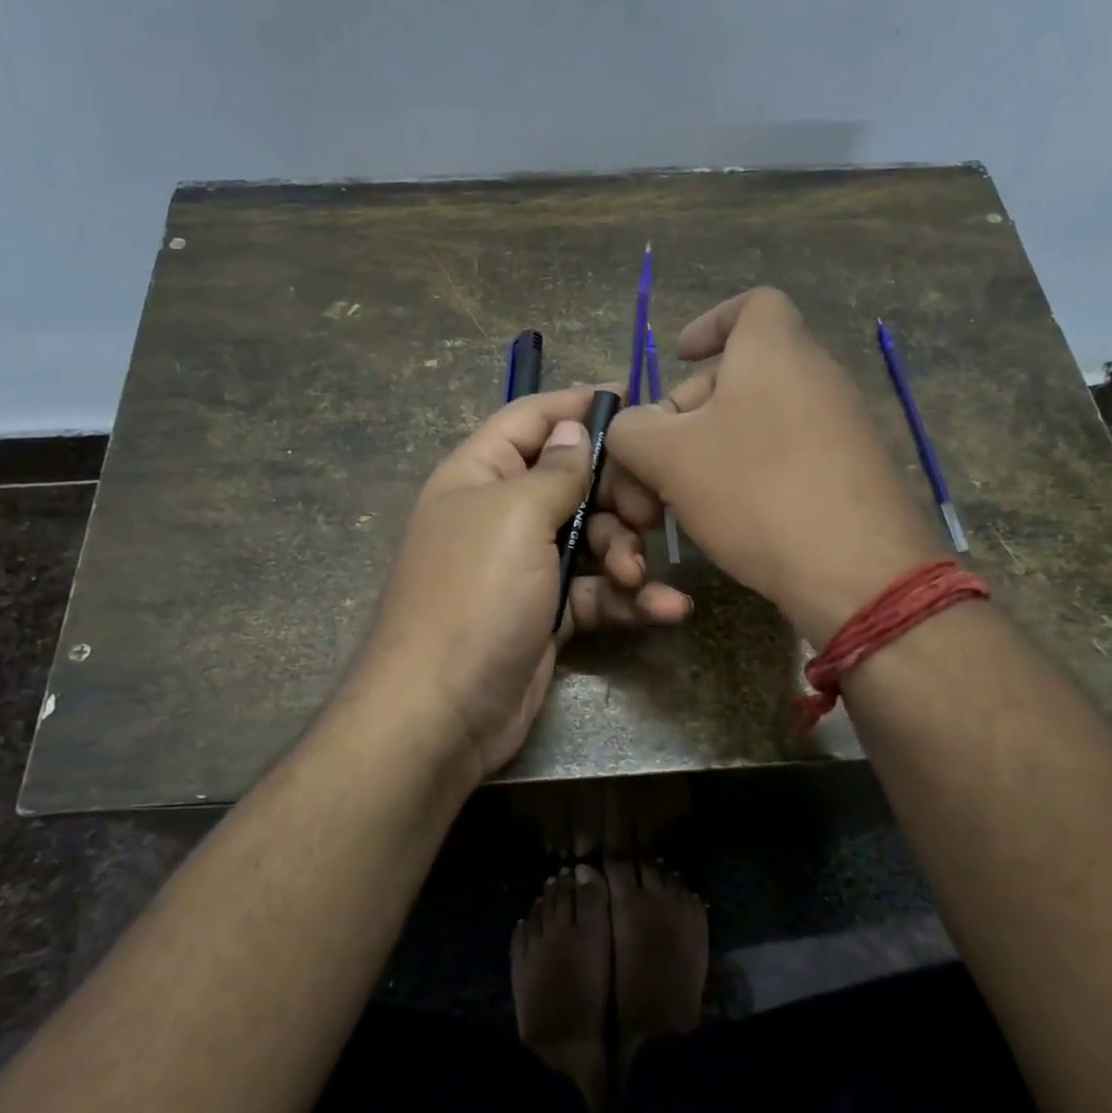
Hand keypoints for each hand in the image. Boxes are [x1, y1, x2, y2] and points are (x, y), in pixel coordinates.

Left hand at [357, 385, 693, 780]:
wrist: (443, 712)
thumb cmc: (475, 596)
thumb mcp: (515, 517)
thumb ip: (555, 469)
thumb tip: (573, 427)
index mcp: (479, 474)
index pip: (532, 419)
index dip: (579, 405)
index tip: (637, 400)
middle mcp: (502, 513)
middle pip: (575, 479)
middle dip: (618, 495)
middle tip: (650, 515)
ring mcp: (526, 566)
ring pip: (594, 537)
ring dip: (626, 554)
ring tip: (637, 579)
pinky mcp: (549, 612)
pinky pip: (596, 590)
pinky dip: (630, 599)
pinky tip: (668, 610)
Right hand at [607, 288, 942, 642]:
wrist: (858, 572)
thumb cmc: (756, 491)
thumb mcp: (668, 457)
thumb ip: (631, 430)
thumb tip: (631, 428)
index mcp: (775, 349)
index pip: (751, 303)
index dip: (710, 322)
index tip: (680, 357)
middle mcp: (816, 375)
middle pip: (740, 372)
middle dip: (687, 411)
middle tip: (656, 462)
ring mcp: (841, 425)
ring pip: (758, 421)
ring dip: (711, 451)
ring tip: (682, 499)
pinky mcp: (850, 472)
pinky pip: (787, 455)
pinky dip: (750, 474)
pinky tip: (729, 519)